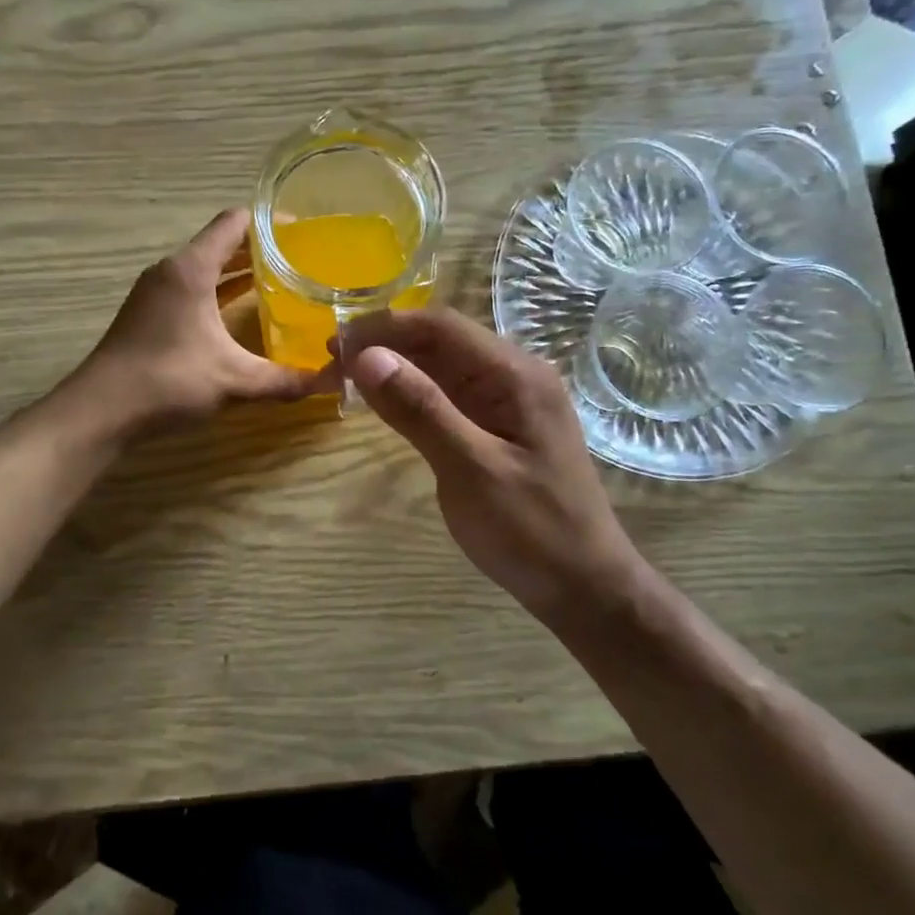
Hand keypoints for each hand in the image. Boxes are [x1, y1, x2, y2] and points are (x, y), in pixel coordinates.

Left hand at [74, 208, 337, 433]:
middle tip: (302, 260)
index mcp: (191, 268)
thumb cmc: (168, 381)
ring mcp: (155, 292)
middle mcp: (171, 270)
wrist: (100, 411)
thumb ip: (284, 380)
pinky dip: (218, 292)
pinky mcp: (148, 314)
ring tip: (281, 283)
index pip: (234, 223)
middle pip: (221, 244)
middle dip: (261, 249)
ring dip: (238, 272)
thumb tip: (333, 382)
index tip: (304, 232)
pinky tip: (241, 314)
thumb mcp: (234, 380)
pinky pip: (192, 288)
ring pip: (205, 268)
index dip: (270, 222)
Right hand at [340, 308, 638, 621]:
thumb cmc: (532, 531)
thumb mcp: (472, 470)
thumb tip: (367, 355)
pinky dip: (413, 393)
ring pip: (442, 366)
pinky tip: (384, 403)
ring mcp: (508, 401)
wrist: (584, 587)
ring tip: (344, 379)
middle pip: (441, 340)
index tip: (335, 344)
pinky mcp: (499, 426)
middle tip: (330, 365)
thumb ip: (421, 409)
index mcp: (516, 375)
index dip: (384, 327)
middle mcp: (514, 375)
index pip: (441, 326)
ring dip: (395, 367)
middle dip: (385, 344)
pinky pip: (450, 395)